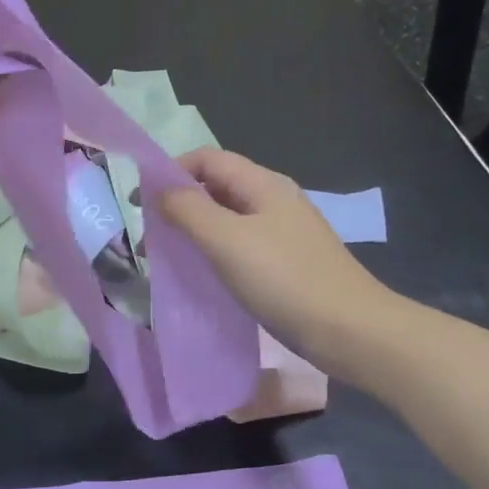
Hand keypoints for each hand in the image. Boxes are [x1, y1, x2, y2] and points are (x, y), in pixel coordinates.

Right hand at [159, 149, 397, 370]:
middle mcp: (274, 199)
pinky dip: (216, 251)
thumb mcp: (226, 240)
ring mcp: (284, 231)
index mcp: (263, 183)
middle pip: (217, 186)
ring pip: (228, 217)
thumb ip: (187, 210)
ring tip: (169, 254)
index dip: (170, 171)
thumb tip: (158, 191)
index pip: (207, 158)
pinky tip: (204, 273)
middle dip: (180, 202)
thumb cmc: (284, 279)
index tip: (139, 202)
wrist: (349, 330)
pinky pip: (241, 244)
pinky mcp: (287, 262)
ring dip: (196, 228)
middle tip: (149, 232)